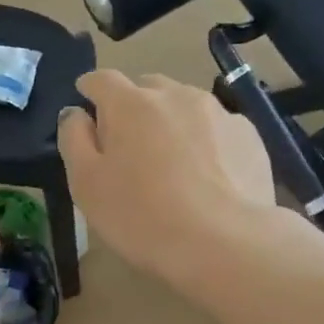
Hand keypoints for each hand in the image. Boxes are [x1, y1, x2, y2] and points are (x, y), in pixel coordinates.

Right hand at [58, 71, 275, 280]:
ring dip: (171, 122)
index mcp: (130, 103)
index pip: (102, 80)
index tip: (85, 105)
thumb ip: (74, 140)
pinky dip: (205, 142)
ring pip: (185, 105)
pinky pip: (217, 129)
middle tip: (128, 144)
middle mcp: (176, 95)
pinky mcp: (249, 136)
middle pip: (146, 88)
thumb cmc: (141, 216)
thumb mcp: (86, 185)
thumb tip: (76, 114)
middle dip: (133, 107)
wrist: (224, 242)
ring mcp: (218, 112)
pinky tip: (207, 176)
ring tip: (171, 161)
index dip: (89, 90)